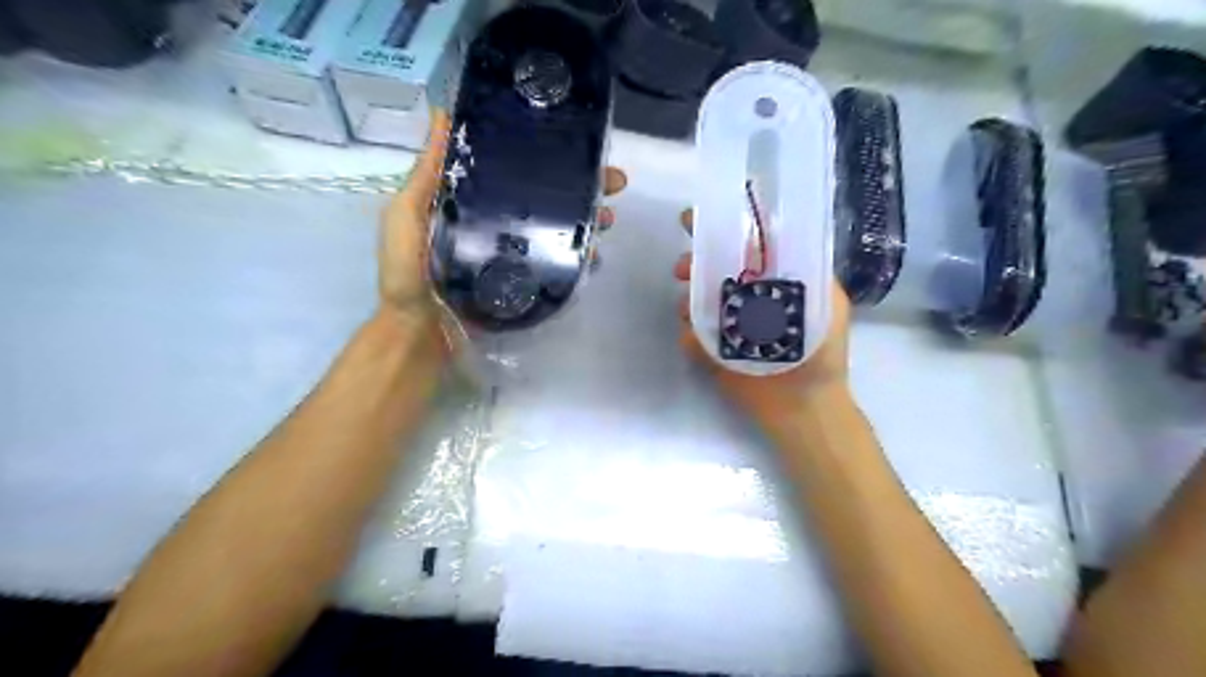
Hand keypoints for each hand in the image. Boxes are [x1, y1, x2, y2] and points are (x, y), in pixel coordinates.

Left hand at [380, 110, 630, 343]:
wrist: (417, 330)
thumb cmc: (407, 269)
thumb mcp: (408, 213)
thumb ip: (427, 172)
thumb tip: (442, 113)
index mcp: (474, 201)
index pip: (518, 171)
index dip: (549, 157)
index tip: (579, 145)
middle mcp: (500, 223)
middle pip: (548, 199)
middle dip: (584, 188)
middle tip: (614, 181)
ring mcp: (516, 254)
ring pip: (560, 231)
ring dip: (588, 221)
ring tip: (608, 218)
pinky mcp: (525, 282)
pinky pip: (557, 266)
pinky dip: (579, 259)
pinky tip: (594, 254)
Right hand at [675, 208, 850, 430]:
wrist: (805, 409)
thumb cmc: (822, 355)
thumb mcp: (830, 305)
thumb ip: (812, 273)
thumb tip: (779, 241)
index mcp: (772, 283)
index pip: (745, 248)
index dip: (722, 230)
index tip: (696, 219)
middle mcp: (746, 299)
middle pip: (713, 271)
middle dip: (695, 262)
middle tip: (683, 267)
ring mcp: (726, 326)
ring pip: (696, 301)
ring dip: (688, 297)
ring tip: (687, 306)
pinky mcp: (712, 352)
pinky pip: (691, 336)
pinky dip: (690, 334)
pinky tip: (695, 338)